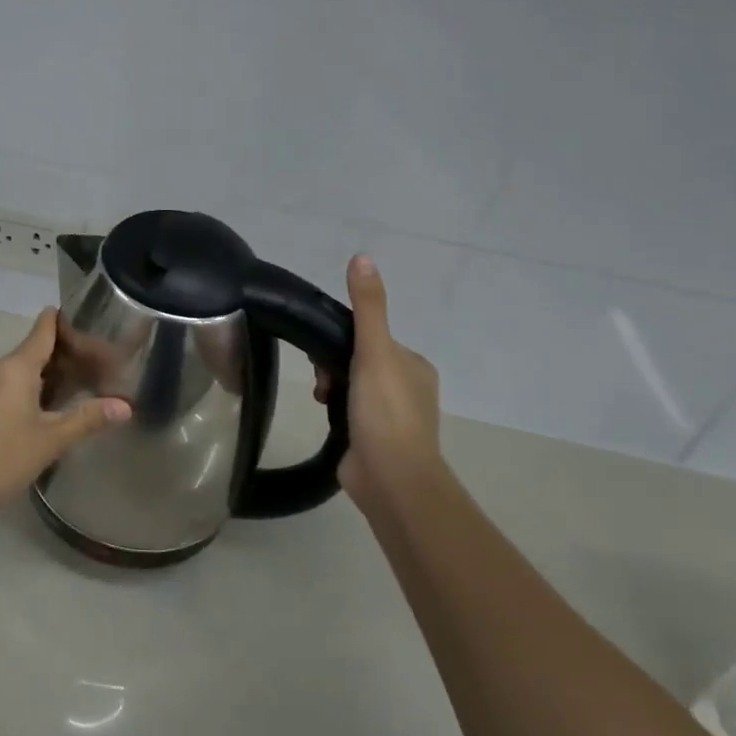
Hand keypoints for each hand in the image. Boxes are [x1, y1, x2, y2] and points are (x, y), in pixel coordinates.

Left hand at [0, 308, 131, 520]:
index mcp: (14, 368)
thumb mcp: (50, 441)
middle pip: (26, 354)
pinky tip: (14, 422)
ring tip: (50, 403)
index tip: (77, 319)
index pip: (42, 330)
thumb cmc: (1, 459)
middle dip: (52, 362)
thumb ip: (87, 419)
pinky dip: (6, 395)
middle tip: (79, 376)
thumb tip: (125, 406)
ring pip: (6, 374)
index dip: (60, 321)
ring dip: (28, 382)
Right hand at [316, 254, 444, 506]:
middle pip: (358, 360)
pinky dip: (334, 409)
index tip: (323, 351)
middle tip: (322, 381)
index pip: (371, 336)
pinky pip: (348, 411)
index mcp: (414, 365)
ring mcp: (391, 416)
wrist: (391, 479)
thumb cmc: (385, 412)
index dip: (343, 339)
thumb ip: (367, 307)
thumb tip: (362, 256)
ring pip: (350, 386)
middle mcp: (407, 387)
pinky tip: (325, 415)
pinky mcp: (374, 439)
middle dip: (333, 365)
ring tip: (321, 400)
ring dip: (331, 387)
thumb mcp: (375, 351)